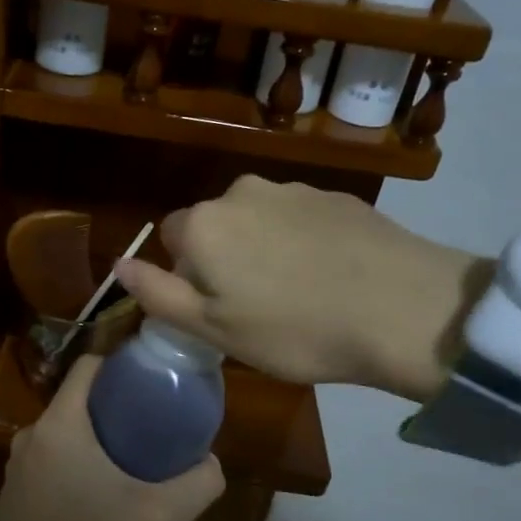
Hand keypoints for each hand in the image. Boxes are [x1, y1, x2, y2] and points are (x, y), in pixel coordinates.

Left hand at [0, 355, 224, 520]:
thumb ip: (199, 481)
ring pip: (63, 432)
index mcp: (61, 426)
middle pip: (78, 401)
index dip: (121, 364)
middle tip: (151, 422)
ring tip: (130, 456)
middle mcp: (30, 436)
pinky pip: (48, 459)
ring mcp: (16, 466)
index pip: (88, 366)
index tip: (151, 377)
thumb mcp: (163, 517)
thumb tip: (212, 461)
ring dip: (93, 437)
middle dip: (113, 405)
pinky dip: (73, 462)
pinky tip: (99, 489)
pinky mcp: (13, 493)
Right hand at [114, 175, 483, 401]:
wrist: (403, 309)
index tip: (218, 311)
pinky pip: (300, 220)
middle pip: (215, 226)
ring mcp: (295, 189)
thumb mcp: (214, 328)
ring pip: (259, 221)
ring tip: (299, 295)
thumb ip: (158, 294)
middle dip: (224, 260)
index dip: (188, 277)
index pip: (170, 238)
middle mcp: (243, 191)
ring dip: (264, 250)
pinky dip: (303, 244)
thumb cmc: (295, 330)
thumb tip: (118, 264)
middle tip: (256, 308)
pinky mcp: (338, 196)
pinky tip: (332, 278)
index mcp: (205, 223)